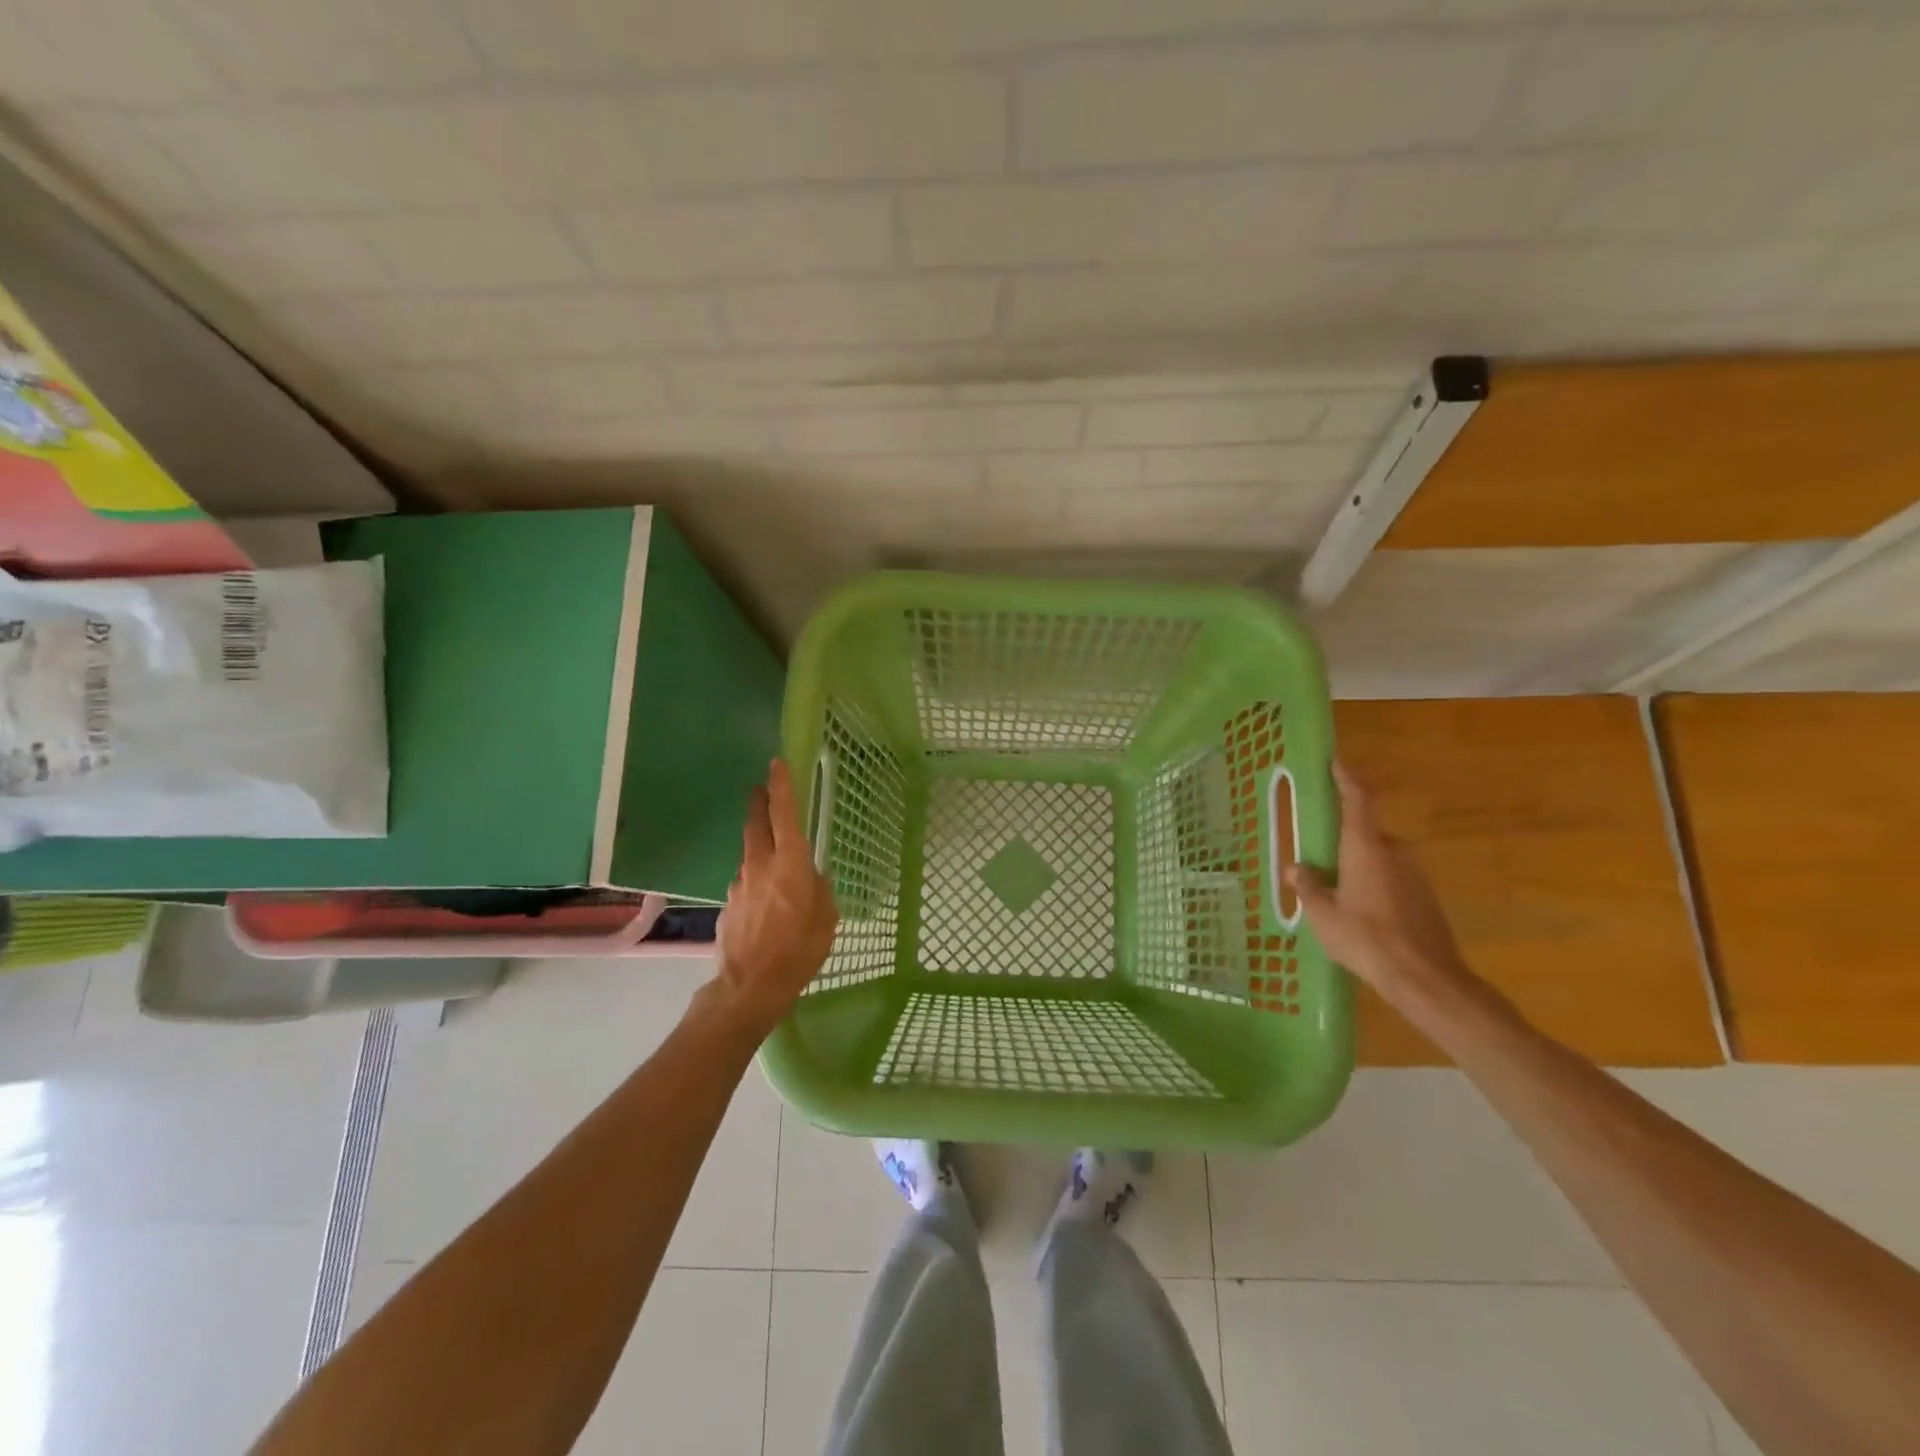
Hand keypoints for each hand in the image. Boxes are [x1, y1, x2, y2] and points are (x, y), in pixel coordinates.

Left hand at [711, 759, 838, 1040]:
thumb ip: (821, 891)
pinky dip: (756, 884)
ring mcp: (739, 885)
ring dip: (760, 849)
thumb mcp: (827, 920)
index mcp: (790, 864)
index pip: (784, 814)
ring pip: (751, 856)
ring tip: (775, 866)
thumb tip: (813, 879)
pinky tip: (765, 907)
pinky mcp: (728, 905)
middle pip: (756, 824)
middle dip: (758, 802)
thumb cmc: (799, 951)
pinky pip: (746, 884)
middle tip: (760, 789)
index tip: (776, 763)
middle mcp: (760, 866)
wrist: (749, 987)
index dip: (781, 786)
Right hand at [1286, 761, 1469, 1004]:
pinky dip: (1372, 886)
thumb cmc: (1367, 939)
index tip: (1334, 761)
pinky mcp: (1425, 897)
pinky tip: (1359, 915)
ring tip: (1333, 895)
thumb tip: (1297, 868)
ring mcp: (1414, 874)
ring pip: (1376, 859)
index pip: (1357, 799)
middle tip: (1316, 860)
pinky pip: (1390, 879)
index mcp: (1366, 847)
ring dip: (1355, 868)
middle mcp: (1394, 852)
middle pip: (1364, 833)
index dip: (1346, 778)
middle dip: (1340, 842)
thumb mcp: (1323, 915)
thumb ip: (1308, 886)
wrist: (1426, 980)